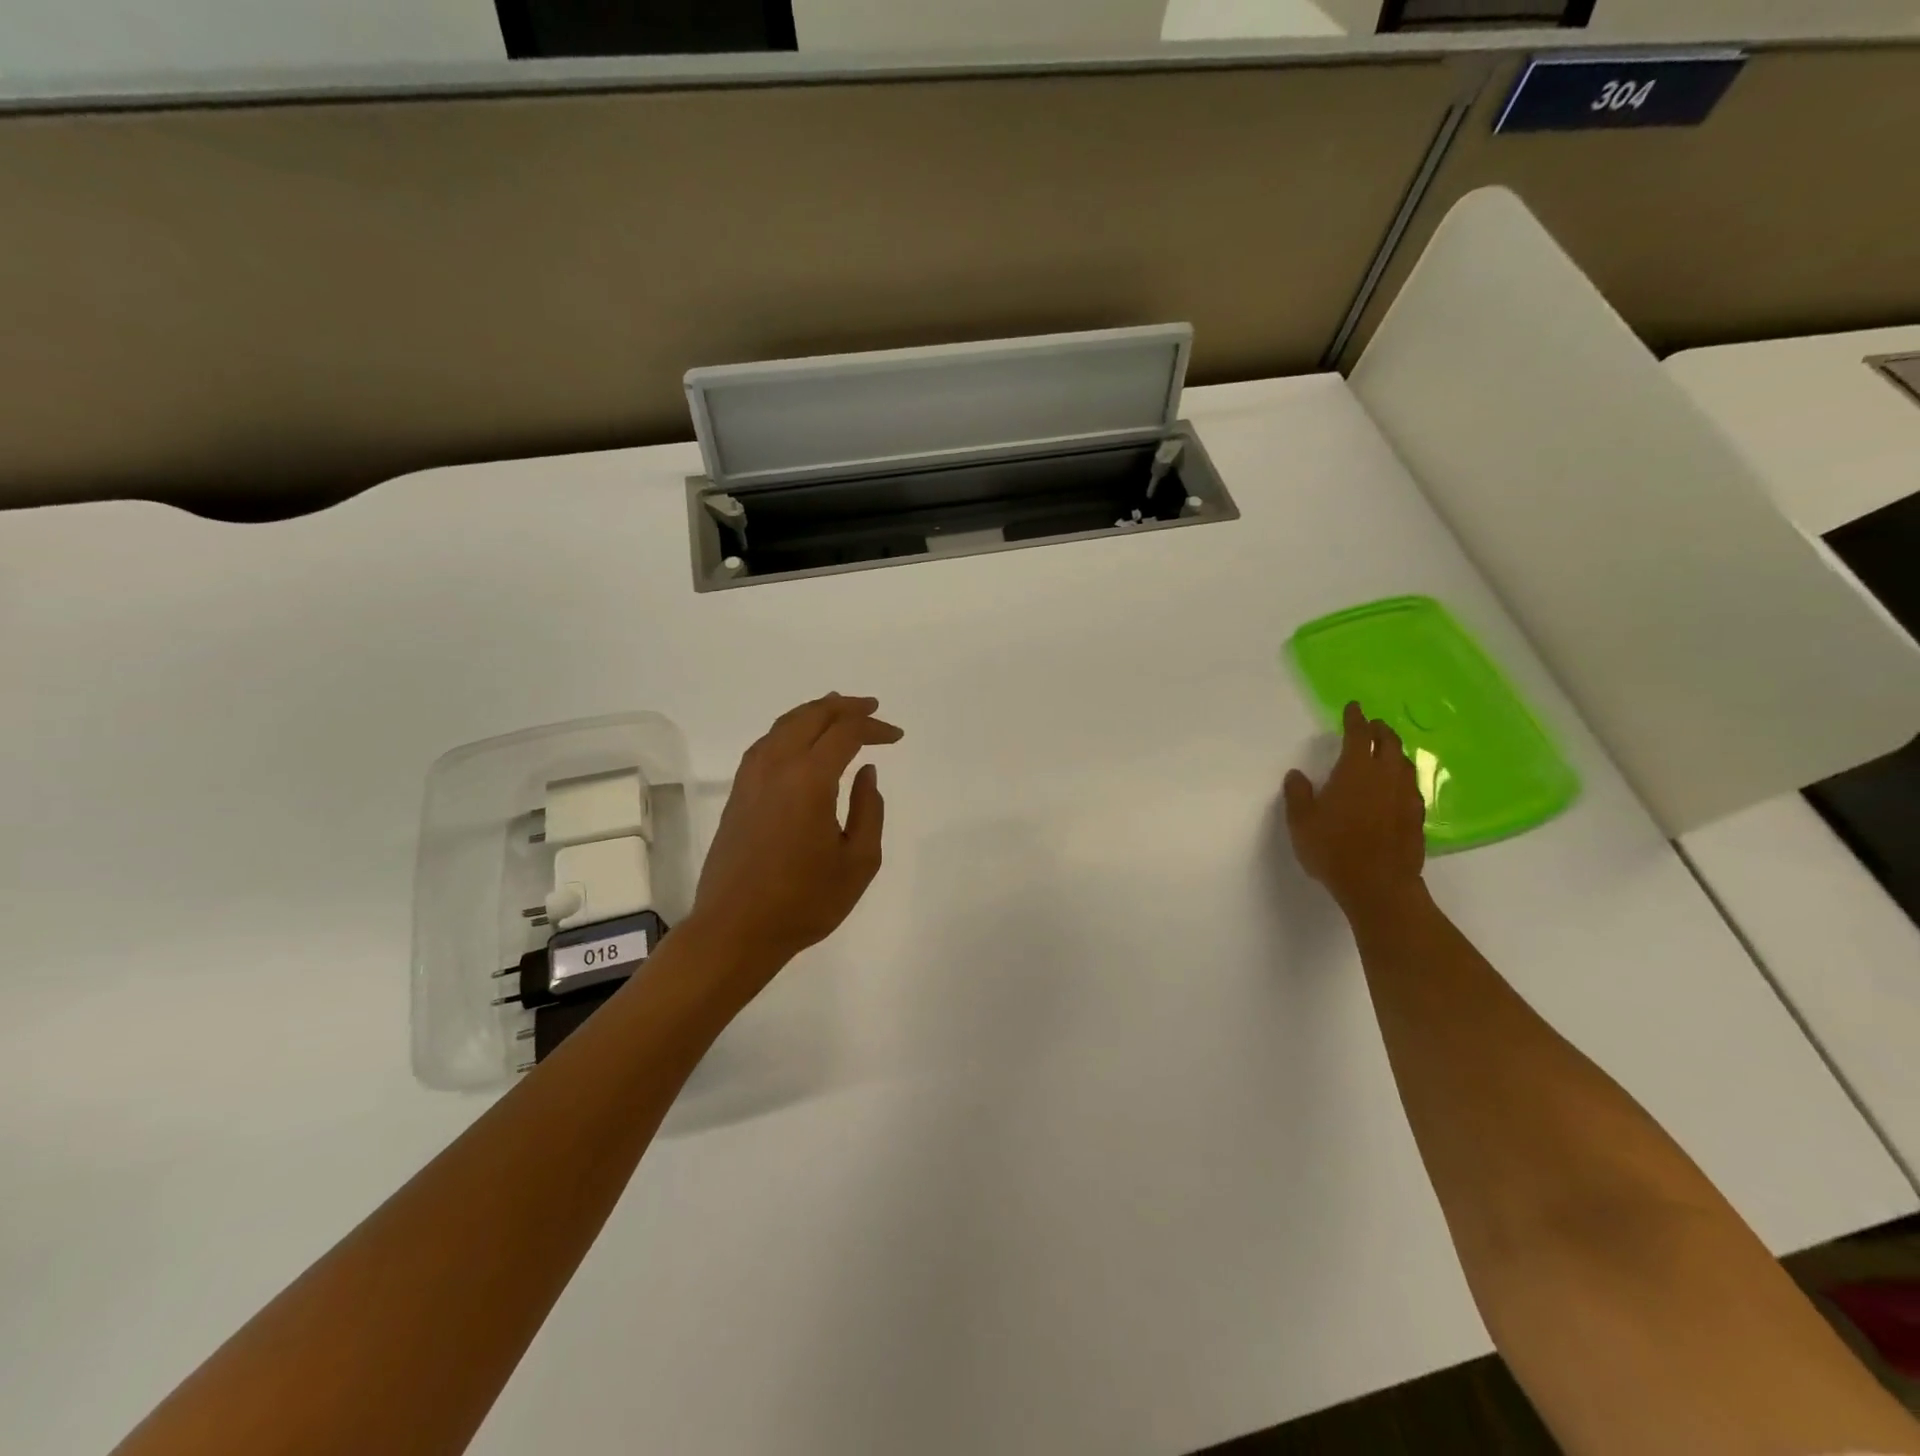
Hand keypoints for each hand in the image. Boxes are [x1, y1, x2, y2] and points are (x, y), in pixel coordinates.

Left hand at [690, 693, 903, 971]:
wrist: (735, 930)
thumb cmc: (804, 902)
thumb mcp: (858, 862)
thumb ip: (869, 810)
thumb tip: (866, 772)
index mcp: (809, 780)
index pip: (845, 733)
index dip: (874, 727)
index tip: (896, 737)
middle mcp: (776, 767)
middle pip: (810, 716)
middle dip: (844, 707)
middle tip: (871, 708)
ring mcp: (751, 778)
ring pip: (783, 725)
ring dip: (814, 713)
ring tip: (838, 712)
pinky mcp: (737, 793)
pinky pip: (767, 743)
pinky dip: (790, 729)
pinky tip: (801, 742)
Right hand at [1283, 702, 1426, 920]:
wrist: (1379, 886)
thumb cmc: (1333, 849)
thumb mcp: (1301, 821)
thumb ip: (1298, 794)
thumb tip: (1297, 775)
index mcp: (1356, 771)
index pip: (1358, 735)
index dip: (1355, 719)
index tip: (1354, 708)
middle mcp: (1386, 777)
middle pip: (1389, 744)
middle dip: (1380, 730)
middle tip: (1371, 725)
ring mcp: (1405, 797)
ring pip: (1403, 764)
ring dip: (1394, 752)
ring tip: (1385, 751)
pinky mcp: (1416, 817)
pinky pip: (1410, 786)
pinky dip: (1401, 777)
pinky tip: (1395, 787)